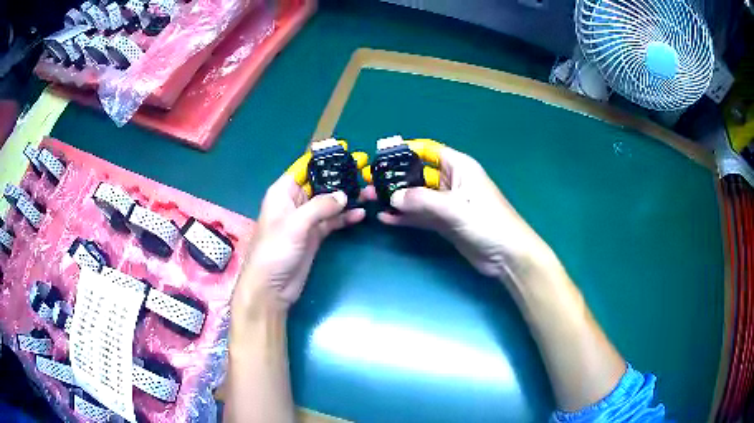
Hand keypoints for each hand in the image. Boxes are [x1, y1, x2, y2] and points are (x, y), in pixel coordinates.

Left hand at [240, 144, 367, 308]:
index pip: (304, 168)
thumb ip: (320, 207)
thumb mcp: (295, 224)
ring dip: (346, 198)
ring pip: (329, 202)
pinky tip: (361, 214)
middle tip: (364, 170)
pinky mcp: (314, 236)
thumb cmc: (275, 251)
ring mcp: (306, 220)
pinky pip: (332, 221)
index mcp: (283, 192)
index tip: (346, 151)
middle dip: (340, 178)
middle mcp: (294, 202)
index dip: (323, 158)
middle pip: (320, 183)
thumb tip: (344, 196)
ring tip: (369, 191)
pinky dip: (345, 218)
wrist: (271, 288)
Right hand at [363, 139, 555, 280]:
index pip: (429, 151)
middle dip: (395, 179)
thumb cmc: (488, 223)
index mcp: (460, 168)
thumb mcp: (455, 208)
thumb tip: (393, 197)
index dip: (406, 151)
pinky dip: (406, 217)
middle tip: (370, 183)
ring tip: (371, 200)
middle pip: (419, 175)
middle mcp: (452, 182)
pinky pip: (421, 216)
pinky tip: (386, 219)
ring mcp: (448, 204)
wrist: (507, 256)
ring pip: (417, 197)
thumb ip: (423, 200)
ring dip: (397, 199)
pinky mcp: (445, 223)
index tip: (382, 156)